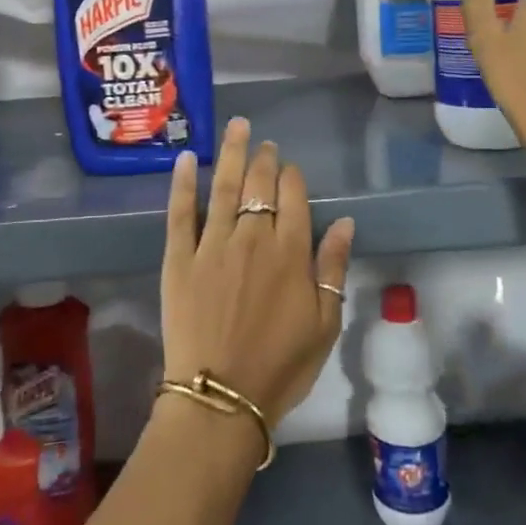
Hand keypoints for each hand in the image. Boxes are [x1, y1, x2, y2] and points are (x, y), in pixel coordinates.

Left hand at [160, 117, 355, 424]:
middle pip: (259, 185)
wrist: (220, 397)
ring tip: (236, 127)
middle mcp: (252, 238)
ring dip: (230, 154)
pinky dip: (182, 183)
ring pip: (223, 187)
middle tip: (263, 142)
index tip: (290, 167)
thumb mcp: (325, 324)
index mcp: (290, 253)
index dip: (292, 177)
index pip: (294, 198)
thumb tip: (346, 222)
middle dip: (263, 160)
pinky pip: (180, 213)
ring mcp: (212, 245)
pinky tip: (184, 159)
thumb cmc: (280, 366)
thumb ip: (333, 268)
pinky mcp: (179, 258)